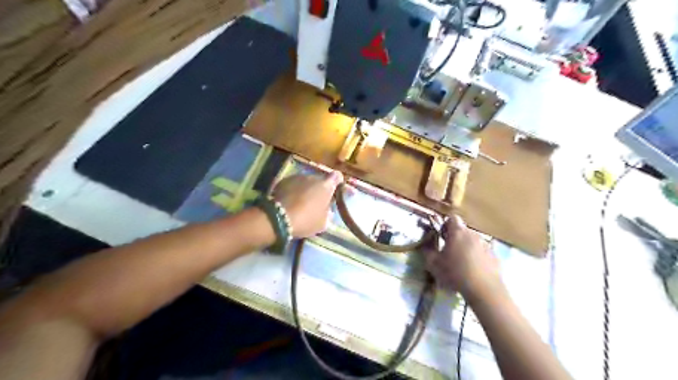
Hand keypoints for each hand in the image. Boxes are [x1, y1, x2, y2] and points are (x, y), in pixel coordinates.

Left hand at [273, 171, 341, 237]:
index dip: (338, 182)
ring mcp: (297, 177)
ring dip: (307, 189)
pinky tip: (291, 201)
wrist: (279, 218)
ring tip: (303, 202)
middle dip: (320, 188)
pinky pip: (294, 184)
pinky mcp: (284, 181)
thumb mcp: (323, 222)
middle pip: (320, 179)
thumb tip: (328, 210)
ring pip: (306, 181)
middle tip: (318, 201)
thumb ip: (328, 213)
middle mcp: (313, 177)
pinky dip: (295, 190)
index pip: (337, 176)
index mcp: (326, 185)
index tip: (337, 189)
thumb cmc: (306, 220)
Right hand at [423, 217, 502, 302]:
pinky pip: (483, 252)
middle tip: (450, 252)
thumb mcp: (434, 264)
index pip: (452, 218)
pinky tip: (474, 271)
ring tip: (463, 263)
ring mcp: (486, 244)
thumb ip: (428, 251)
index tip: (442, 235)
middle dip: (456, 238)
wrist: (484, 289)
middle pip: (463, 230)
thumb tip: (425, 245)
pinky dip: (478, 258)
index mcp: (457, 232)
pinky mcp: (495, 256)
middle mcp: (473, 234)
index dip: (446, 224)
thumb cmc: (455, 273)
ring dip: (467, 248)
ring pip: (473, 241)